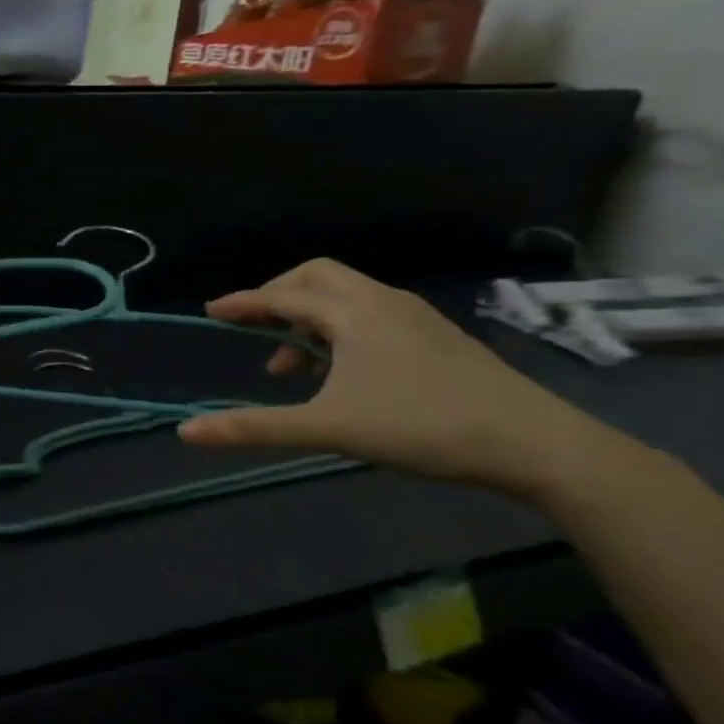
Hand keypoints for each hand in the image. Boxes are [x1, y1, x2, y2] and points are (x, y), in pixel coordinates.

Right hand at [177, 258, 617, 496]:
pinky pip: (371, 315)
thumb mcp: (327, 428)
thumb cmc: (421, 426)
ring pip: (347, 298)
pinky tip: (342, 374)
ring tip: (294, 368)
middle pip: (317, 278)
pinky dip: (340, 331)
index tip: (213, 311)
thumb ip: (254, 427)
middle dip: (278, 297)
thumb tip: (186, 432)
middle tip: (255, 330)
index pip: (284, 294)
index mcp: (354, 313)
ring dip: (309, 320)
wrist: (537, 445)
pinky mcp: (437, 339)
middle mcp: (383, 303)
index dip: (244, 302)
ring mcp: (416, 318)